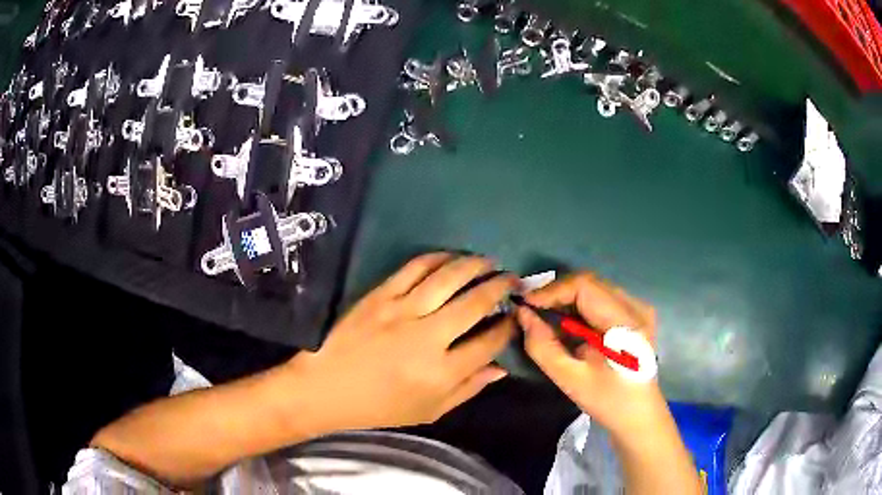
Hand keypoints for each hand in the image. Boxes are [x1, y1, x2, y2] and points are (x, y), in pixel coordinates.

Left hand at [289, 253, 516, 430]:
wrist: (326, 387)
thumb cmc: (380, 406)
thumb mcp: (429, 411)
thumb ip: (468, 389)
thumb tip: (501, 368)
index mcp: (441, 373)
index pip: (489, 342)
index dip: (508, 326)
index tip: (514, 316)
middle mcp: (426, 338)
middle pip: (475, 303)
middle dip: (501, 287)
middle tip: (512, 280)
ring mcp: (401, 311)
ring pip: (449, 277)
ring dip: (476, 265)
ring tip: (490, 262)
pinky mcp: (380, 295)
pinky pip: (415, 267)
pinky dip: (439, 257)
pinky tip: (452, 257)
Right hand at [516, 273, 667, 438]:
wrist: (639, 414)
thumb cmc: (607, 401)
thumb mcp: (570, 379)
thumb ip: (543, 346)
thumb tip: (523, 315)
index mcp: (626, 323)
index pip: (586, 287)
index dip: (552, 290)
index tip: (525, 304)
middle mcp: (636, 306)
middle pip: (590, 283)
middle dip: (557, 293)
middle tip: (530, 309)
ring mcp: (638, 308)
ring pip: (595, 288)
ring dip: (567, 298)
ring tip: (544, 314)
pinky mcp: (635, 314)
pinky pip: (601, 298)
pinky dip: (579, 306)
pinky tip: (567, 323)